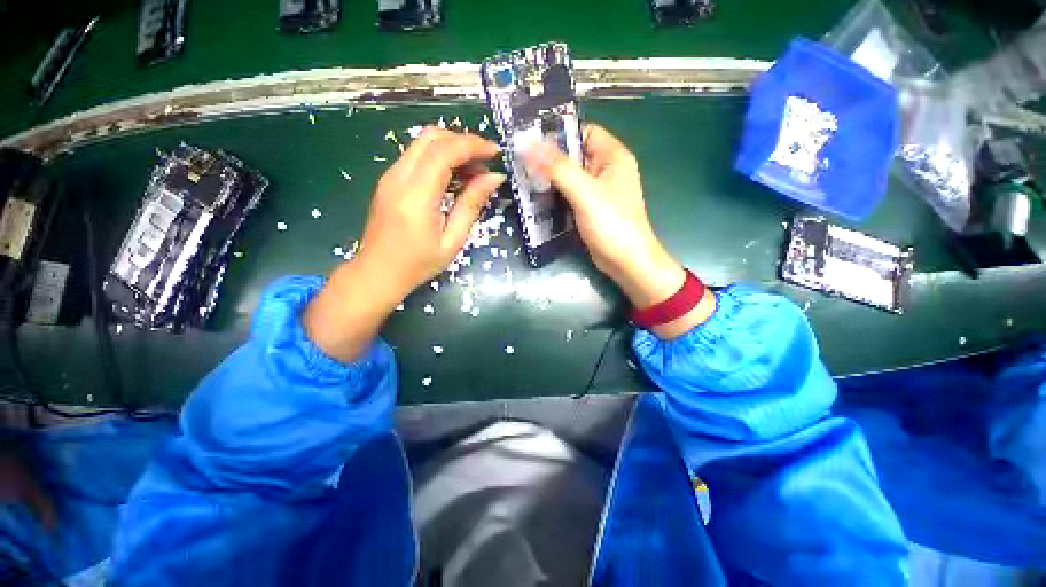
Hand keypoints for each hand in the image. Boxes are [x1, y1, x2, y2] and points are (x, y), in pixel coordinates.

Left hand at [304, 128, 504, 361]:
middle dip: (463, 142)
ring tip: (474, 173)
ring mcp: (390, 176)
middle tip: (485, 162)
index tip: (496, 153)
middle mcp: (398, 177)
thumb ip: (472, 205)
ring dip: (452, 149)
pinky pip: (416, 157)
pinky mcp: (389, 181)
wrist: (377, 273)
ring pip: (423, 144)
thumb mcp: (452, 240)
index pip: (444, 151)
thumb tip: (494, 178)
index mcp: (416, 195)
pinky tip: (454, 179)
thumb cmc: (418, 264)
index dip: (473, 145)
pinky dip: (439, 159)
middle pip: (431, 137)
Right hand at [525, 124, 714, 337]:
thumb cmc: (612, 224)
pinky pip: (569, 195)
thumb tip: (527, 144)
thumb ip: (558, 168)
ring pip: (568, 177)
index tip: (529, 139)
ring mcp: (597, 191)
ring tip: (521, 179)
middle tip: (518, 162)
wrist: (626, 262)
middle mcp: (605, 170)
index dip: (558, 133)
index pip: (583, 132)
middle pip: (573, 155)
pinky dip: (554, 196)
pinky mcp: (589, 209)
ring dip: (548, 179)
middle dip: (548, 159)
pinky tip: (534, 199)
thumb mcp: (584, 192)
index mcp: (612, 156)